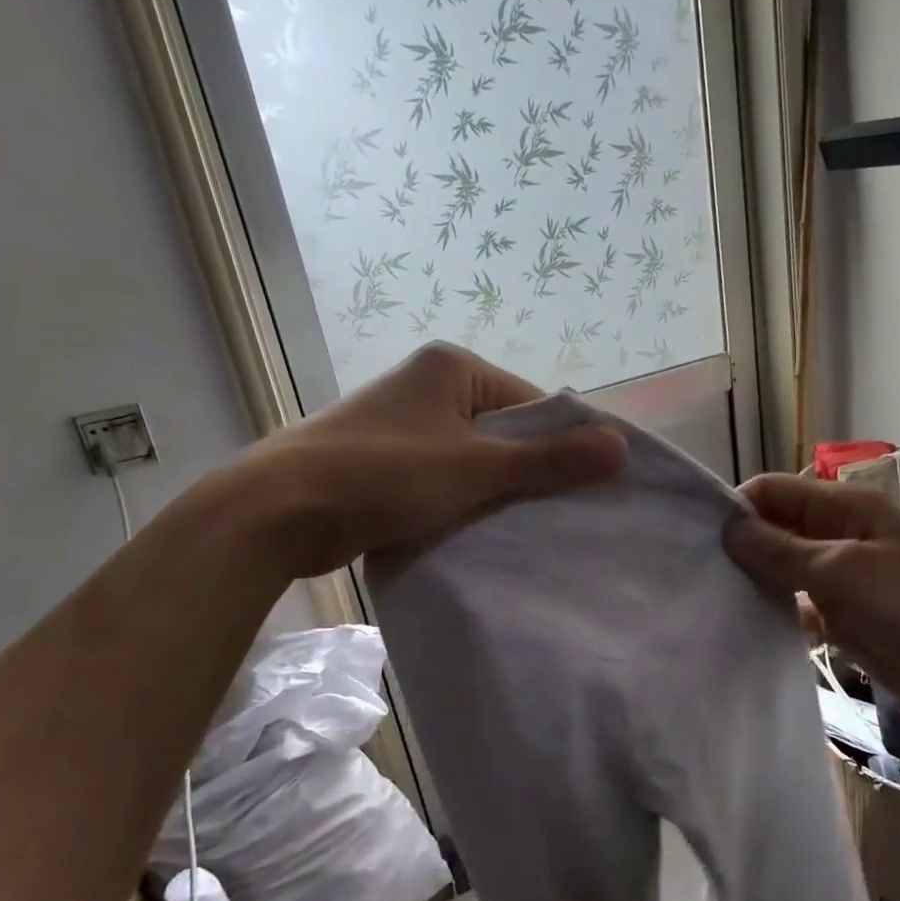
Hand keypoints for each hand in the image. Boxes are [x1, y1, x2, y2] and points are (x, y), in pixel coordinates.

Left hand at [250, 343, 625, 578]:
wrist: (278, 511)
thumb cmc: (384, 474)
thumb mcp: (476, 468)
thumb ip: (548, 460)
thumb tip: (621, 447)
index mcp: (452, 368)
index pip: (530, 403)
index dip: (560, 445)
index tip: (581, 491)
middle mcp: (427, 386)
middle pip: (500, 431)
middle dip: (524, 472)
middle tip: (552, 517)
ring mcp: (401, 425)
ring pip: (469, 459)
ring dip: (489, 492)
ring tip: (514, 530)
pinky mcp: (381, 462)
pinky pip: (438, 478)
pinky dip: (456, 502)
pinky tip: (469, 532)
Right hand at [723, 474, 899, 733]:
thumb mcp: (841, 571)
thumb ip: (781, 550)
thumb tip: (729, 528)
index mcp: (842, 508)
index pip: (773, 492)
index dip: (737, 509)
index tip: (701, 541)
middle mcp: (838, 536)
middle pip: (775, 530)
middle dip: (741, 549)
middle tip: (700, 577)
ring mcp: (842, 578)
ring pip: (784, 571)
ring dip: (757, 584)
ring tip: (715, 604)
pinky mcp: (846, 617)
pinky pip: (800, 607)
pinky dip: (779, 615)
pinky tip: (749, 630)